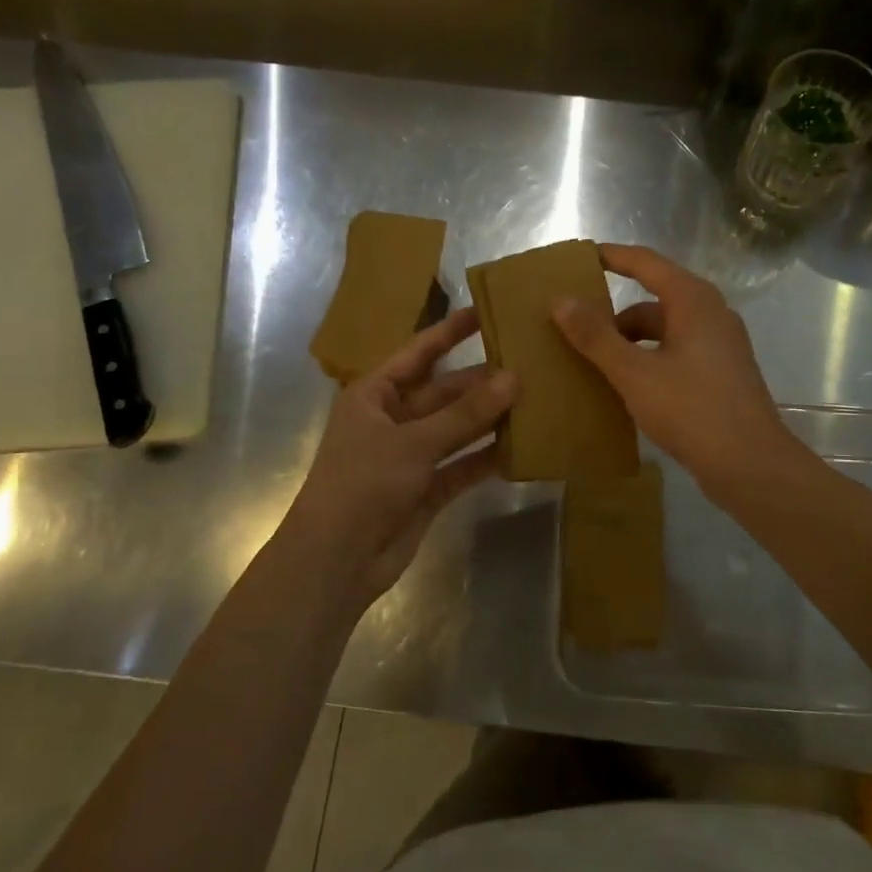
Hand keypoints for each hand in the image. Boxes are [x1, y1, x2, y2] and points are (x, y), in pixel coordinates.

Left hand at [280, 308, 514, 611]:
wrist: (337, 560)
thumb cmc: (362, 484)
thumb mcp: (413, 442)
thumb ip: (465, 414)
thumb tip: (513, 379)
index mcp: (374, 395)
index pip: (418, 353)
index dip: (449, 332)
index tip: (484, 312)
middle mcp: (393, 420)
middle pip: (444, 392)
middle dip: (481, 381)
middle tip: (528, 364)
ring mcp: (411, 456)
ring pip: (457, 429)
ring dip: (489, 419)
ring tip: (534, 399)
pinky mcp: (427, 488)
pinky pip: (463, 465)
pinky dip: (487, 458)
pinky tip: (522, 447)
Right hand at [552, 244, 798, 492]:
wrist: (751, 465)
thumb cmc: (692, 410)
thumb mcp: (635, 373)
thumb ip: (596, 337)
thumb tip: (560, 301)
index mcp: (693, 301)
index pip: (645, 262)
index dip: (611, 256)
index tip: (577, 259)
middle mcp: (710, 313)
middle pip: (653, 299)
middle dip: (613, 312)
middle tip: (573, 325)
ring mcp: (719, 345)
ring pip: (663, 331)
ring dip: (629, 342)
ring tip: (591, 362)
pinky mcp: (720, 373)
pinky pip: (675, 353)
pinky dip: (647, 360)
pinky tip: (625, 386)